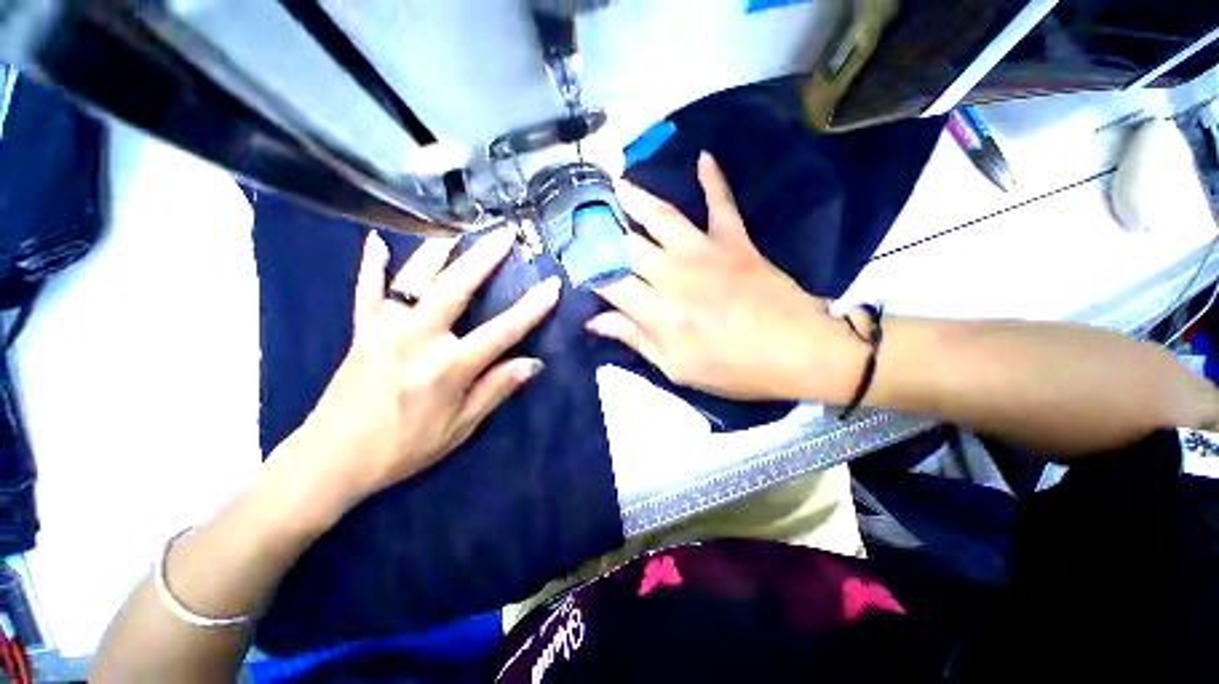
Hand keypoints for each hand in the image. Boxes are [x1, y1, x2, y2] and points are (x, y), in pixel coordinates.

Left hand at [279, 230, 559, 510]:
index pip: (501, 331)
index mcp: (447, 368)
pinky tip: (374, 241)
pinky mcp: (361, 331)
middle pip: (455, 288)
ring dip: (438, 251)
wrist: (331, 459)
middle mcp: (417, 339)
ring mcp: (384, 330)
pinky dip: (371, 266)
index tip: (551, 286)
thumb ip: (496, 390)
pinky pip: (366, 292)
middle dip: (484, 258)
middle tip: (505, 235)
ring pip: (413, 279)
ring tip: (457, 229)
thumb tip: (533, 363)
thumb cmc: (404, 448)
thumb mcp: (460, 428)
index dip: (531, 309)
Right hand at [587, 153, 866, 402]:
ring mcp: (705, 251)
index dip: (588, 272)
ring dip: (635, 197)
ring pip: (661, 217)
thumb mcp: (678, 369)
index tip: (574, 262)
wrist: (798, 353)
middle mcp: (673, 274)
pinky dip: (713, 179)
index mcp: (657, 311)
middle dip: (600, 230)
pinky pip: (721, 203)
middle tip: (583, 215)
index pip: (609, 284)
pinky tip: (703, 157)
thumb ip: (635, 340)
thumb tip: (594, 321)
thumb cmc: (734, 369)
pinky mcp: (736, 240)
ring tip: (615, 182)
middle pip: (626, 246)